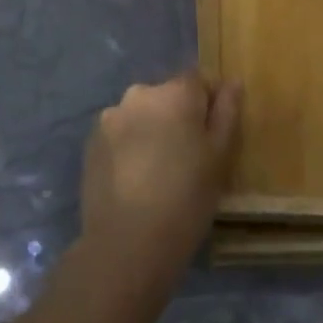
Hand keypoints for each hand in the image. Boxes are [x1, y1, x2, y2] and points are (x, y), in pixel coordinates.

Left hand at [80, 71, 241, 290]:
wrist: (127, 242)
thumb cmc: (187, 198)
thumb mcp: (220, 157)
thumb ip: (227, 112)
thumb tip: (231, 82)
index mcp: (175, 93)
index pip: (199, 80)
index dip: (209, 104)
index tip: (214, 136)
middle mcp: (140, 94)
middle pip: (167, 95)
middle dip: (178, 116)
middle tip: (188, 157)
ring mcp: (111, 117)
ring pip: (141, 114)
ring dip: (152, 130)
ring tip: (159, 171)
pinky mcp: (91, 141)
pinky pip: (120, 133)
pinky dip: (129, 146)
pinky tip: (135, 178)